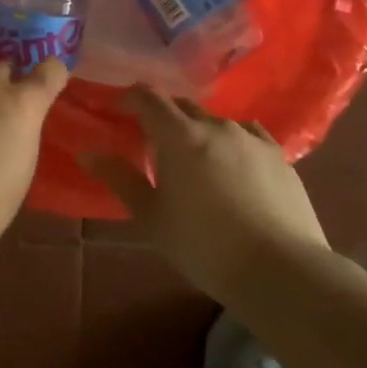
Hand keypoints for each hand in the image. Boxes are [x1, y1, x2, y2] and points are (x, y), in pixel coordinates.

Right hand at [79, 86, 327, 300]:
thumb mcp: (152, 216)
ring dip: (198, 131)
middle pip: (182, 106)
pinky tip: (233, 164)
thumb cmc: (203, 245)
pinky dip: (231, 142)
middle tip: (152, 142)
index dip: (129, 98)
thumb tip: (87, 152)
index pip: (148, 98)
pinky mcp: (278, 155)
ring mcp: (251, 138)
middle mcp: (215, 126)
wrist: (280, 269)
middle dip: (163, 117)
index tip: (118, 110)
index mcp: (179, 136)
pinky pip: (247, 135)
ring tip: (195, 160)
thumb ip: (119, 178)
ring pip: (215, 121)